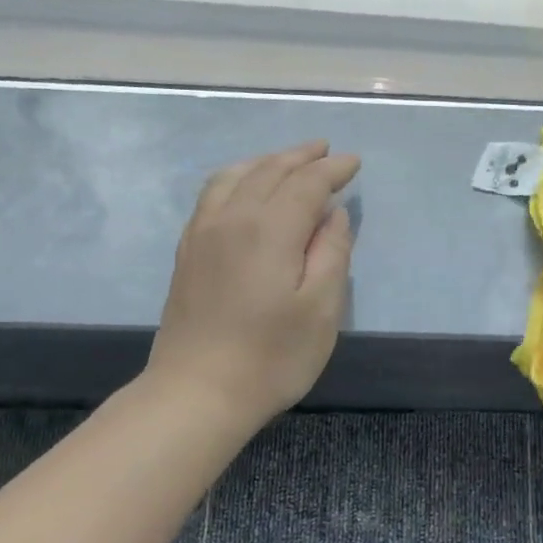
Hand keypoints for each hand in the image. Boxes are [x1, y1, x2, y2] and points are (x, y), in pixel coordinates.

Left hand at [147, 141, 359, 428]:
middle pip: (270, 171)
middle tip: (326, 151)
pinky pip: (213, 194)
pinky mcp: (188, 251)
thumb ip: (331, 253)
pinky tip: (244, 187)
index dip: (333, 170)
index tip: (354, 163)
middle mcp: (232, 218)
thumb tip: (333, 215)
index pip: (306, 183)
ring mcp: (203, 233)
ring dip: (267, 161)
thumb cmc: (271, 357)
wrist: (196, 392)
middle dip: (301, 157)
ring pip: (236, 176)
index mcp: (270, 229)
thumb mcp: (321, 310)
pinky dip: (237, 177)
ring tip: (288, 161)